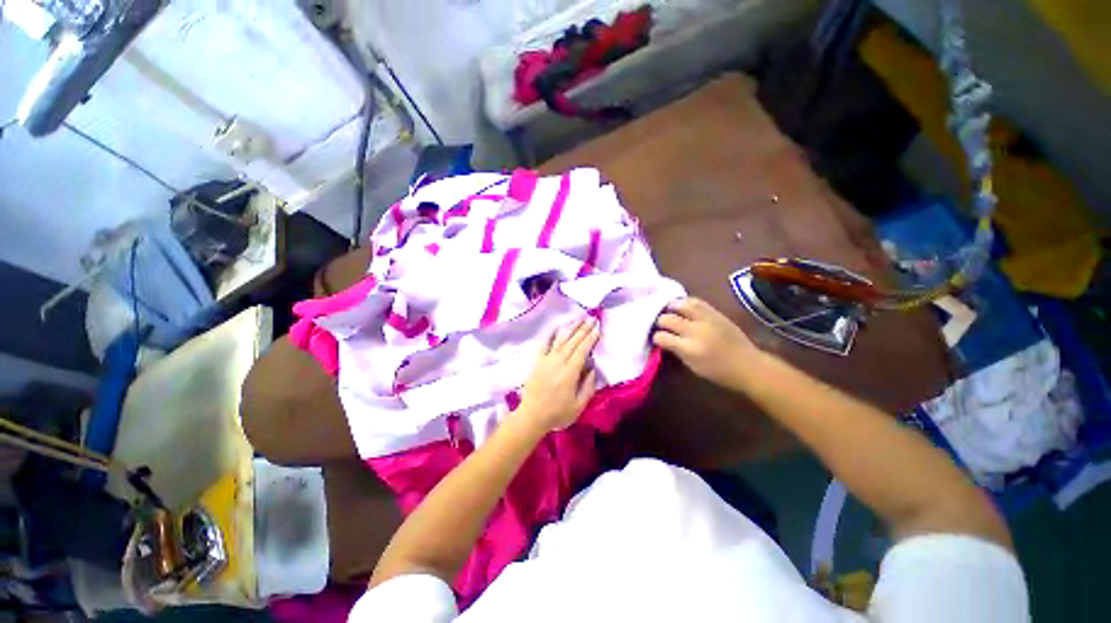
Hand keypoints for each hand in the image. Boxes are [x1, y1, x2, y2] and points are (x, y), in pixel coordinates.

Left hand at [518, 318, 599, 431]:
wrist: (531, 416)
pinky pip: (545, 345)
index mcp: (570, 372)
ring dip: (570, 328)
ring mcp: (546, 360)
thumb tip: (592, 367)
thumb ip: (588, 386)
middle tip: (591, 318)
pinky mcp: (538, 362)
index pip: (582, 350)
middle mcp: (558, 362)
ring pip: (560, 340)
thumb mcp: (578, 405)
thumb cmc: (557, 413)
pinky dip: (551, 335)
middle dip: (583, 329)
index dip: (590, 338)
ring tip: (579, 318)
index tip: (597, 328)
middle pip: (572, 342)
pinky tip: (557, 328)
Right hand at [653, 297, 764, 390]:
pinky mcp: (715, 313)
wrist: (748, 365)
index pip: (661, 336)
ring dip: (671, 307)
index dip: (656, 337)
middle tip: (660, 325)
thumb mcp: (692, 366)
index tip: (656, 339)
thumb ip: (676, 350)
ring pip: (680, 305)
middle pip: (667, 319)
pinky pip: (696, 301)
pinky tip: (682, 306)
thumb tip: (664, 340)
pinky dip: (685, 303)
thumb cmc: (718, 371)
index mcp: (688, 348)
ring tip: (668, 310)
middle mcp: (694, 330)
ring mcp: (705, 319)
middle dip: (660, 322)